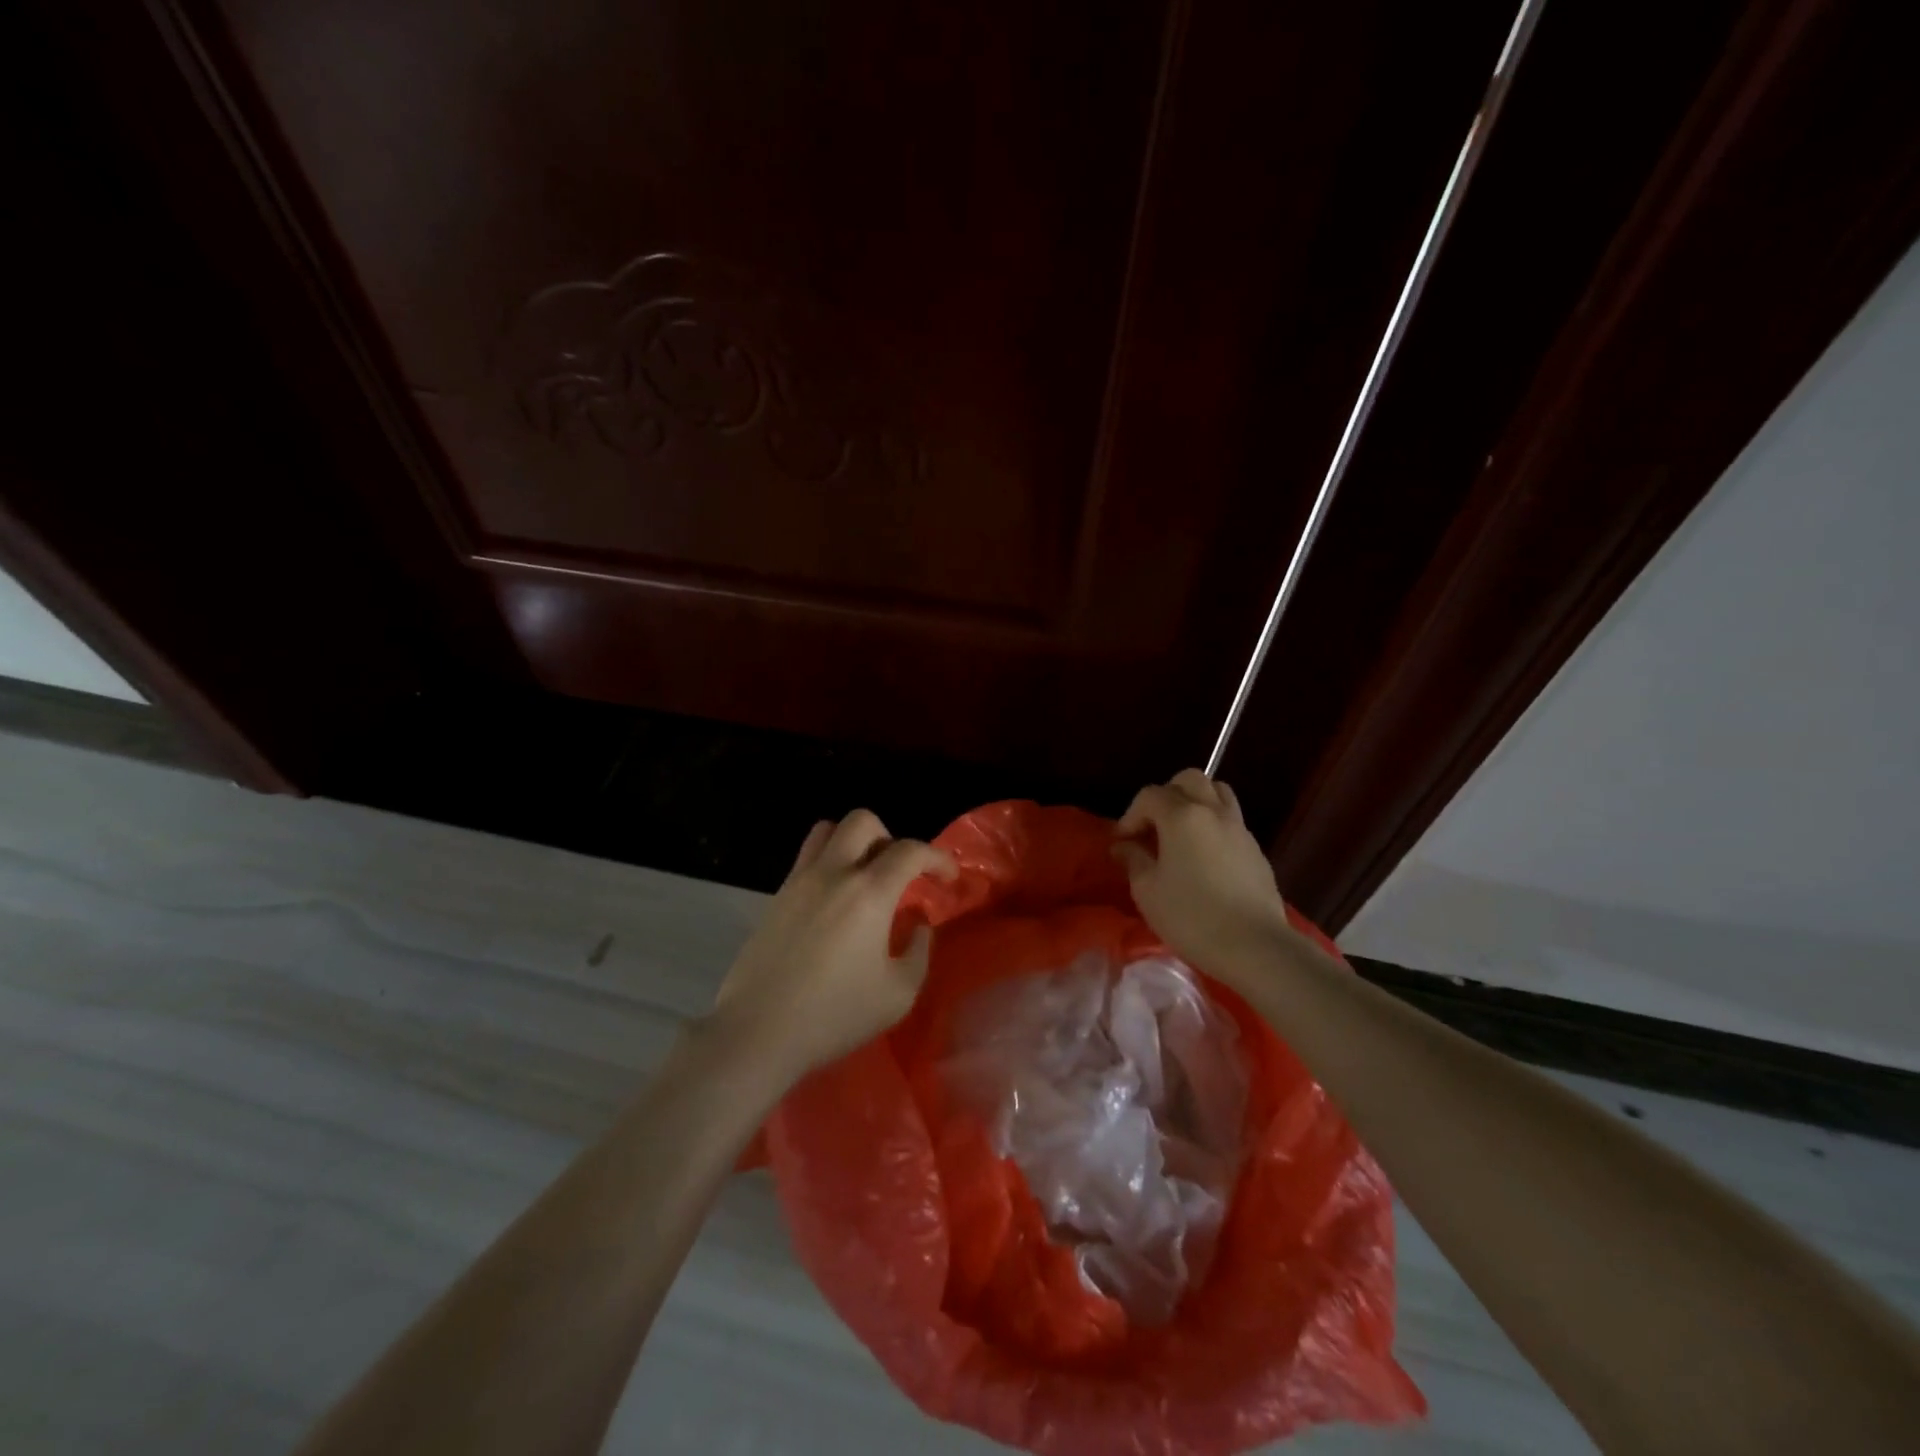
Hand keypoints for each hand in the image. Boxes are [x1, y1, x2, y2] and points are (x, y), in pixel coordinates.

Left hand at [708, 810, 956, 1082]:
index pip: (911, 850)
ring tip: (865, 877)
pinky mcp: (777, 896)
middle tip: (900, 875)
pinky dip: (829, 863)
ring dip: (855, 842)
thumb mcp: (898, 994)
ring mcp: (800, 880)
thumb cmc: (834, 1015)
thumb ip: (918, 951)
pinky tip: (835, 901)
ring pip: (828, 830)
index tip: (948, 878)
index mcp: (869, 892)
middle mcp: (834, 873)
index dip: (937, 858)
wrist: (757, 1032)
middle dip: (891, 838)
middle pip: (864, 821)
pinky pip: (807, 857)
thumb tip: (918, 923)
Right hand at [1113, 769, 1292, 975]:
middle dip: (1166, 796)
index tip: (1122, 844)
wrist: (1255, 946)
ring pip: (1216, 793)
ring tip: (1180, 834)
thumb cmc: (1191, 916)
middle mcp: (1212, 811)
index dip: (1130, 816)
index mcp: (1182, 815)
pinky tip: (1203, 858)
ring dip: (1194, 803)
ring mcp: (1239, 828)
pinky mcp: (1255, 849)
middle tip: (1153, 827)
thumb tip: (1124, 846)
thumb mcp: (1148, 891)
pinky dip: (1212, 826)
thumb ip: (1134, 860)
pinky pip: (1230, 820)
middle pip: (1188, 780)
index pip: (1149, 796)